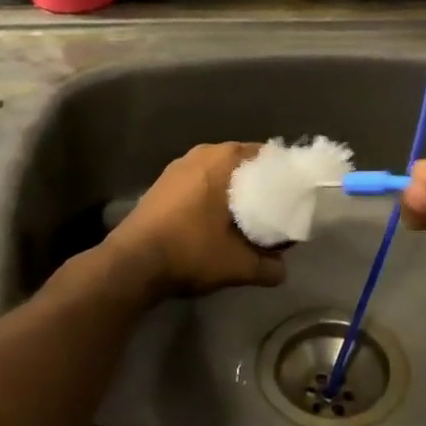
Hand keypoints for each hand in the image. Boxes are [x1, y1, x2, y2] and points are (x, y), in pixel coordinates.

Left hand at [107, 143, 286, 296]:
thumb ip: (268, 266)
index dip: (284, 175)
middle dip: (260, 183)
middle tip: (276, 207)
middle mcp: (201, 153)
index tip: (294, 195)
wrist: (130, 265)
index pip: (267, 155)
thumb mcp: (238, 264)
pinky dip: (212, 195)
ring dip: (234, 189)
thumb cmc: (191, 251)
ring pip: (218, 172)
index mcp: (224, 159)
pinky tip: (217, 220)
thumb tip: (282, 271)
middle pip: (242, 162)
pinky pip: (199, 181)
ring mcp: (177, 167)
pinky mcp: (162, 184)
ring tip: (249, 215)